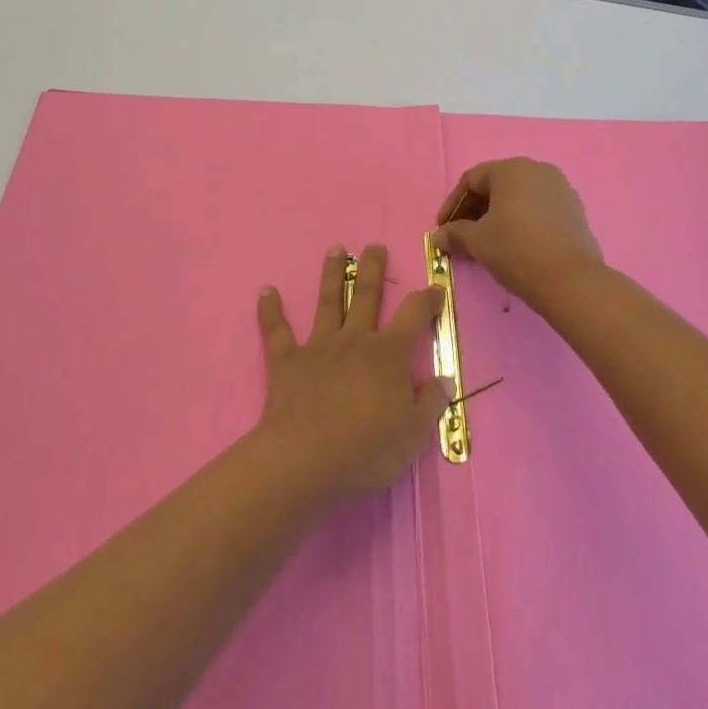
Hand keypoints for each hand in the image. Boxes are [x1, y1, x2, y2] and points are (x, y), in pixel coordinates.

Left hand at [254, 244, 451, 504]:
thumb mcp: (414, 434)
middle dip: (373, 269)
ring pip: (328, 302)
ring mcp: (319, 348)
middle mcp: (355, 340)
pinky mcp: (288, 362)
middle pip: (366, 295)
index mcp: (389, 355)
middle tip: (374, 246)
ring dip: (331, 275)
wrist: (304, 462)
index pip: (414, 315)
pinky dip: (270, 311)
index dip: (428, 298)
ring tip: (335, 250)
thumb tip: (442, 378)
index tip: (436, 287)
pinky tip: (265, 291)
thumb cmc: (366, 451)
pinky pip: (277, 332)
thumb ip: (430, 402)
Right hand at [434, 158, 605, 310]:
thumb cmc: (516, 250)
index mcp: (511, 169)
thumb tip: (439, 236)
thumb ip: (455, 233)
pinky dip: (522, 220)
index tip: (443, 228)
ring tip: (487, 242)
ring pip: (519, 196)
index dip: (452, 204)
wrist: (570, 280)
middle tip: (462, 235)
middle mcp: (537, 169)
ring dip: (498, 215)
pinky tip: (515, 244)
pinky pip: (539, 208)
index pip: (472, 179)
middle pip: (496, 184)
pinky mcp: (575, 209)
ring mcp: (560, 188)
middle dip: (475, 210)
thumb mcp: (478, 241)